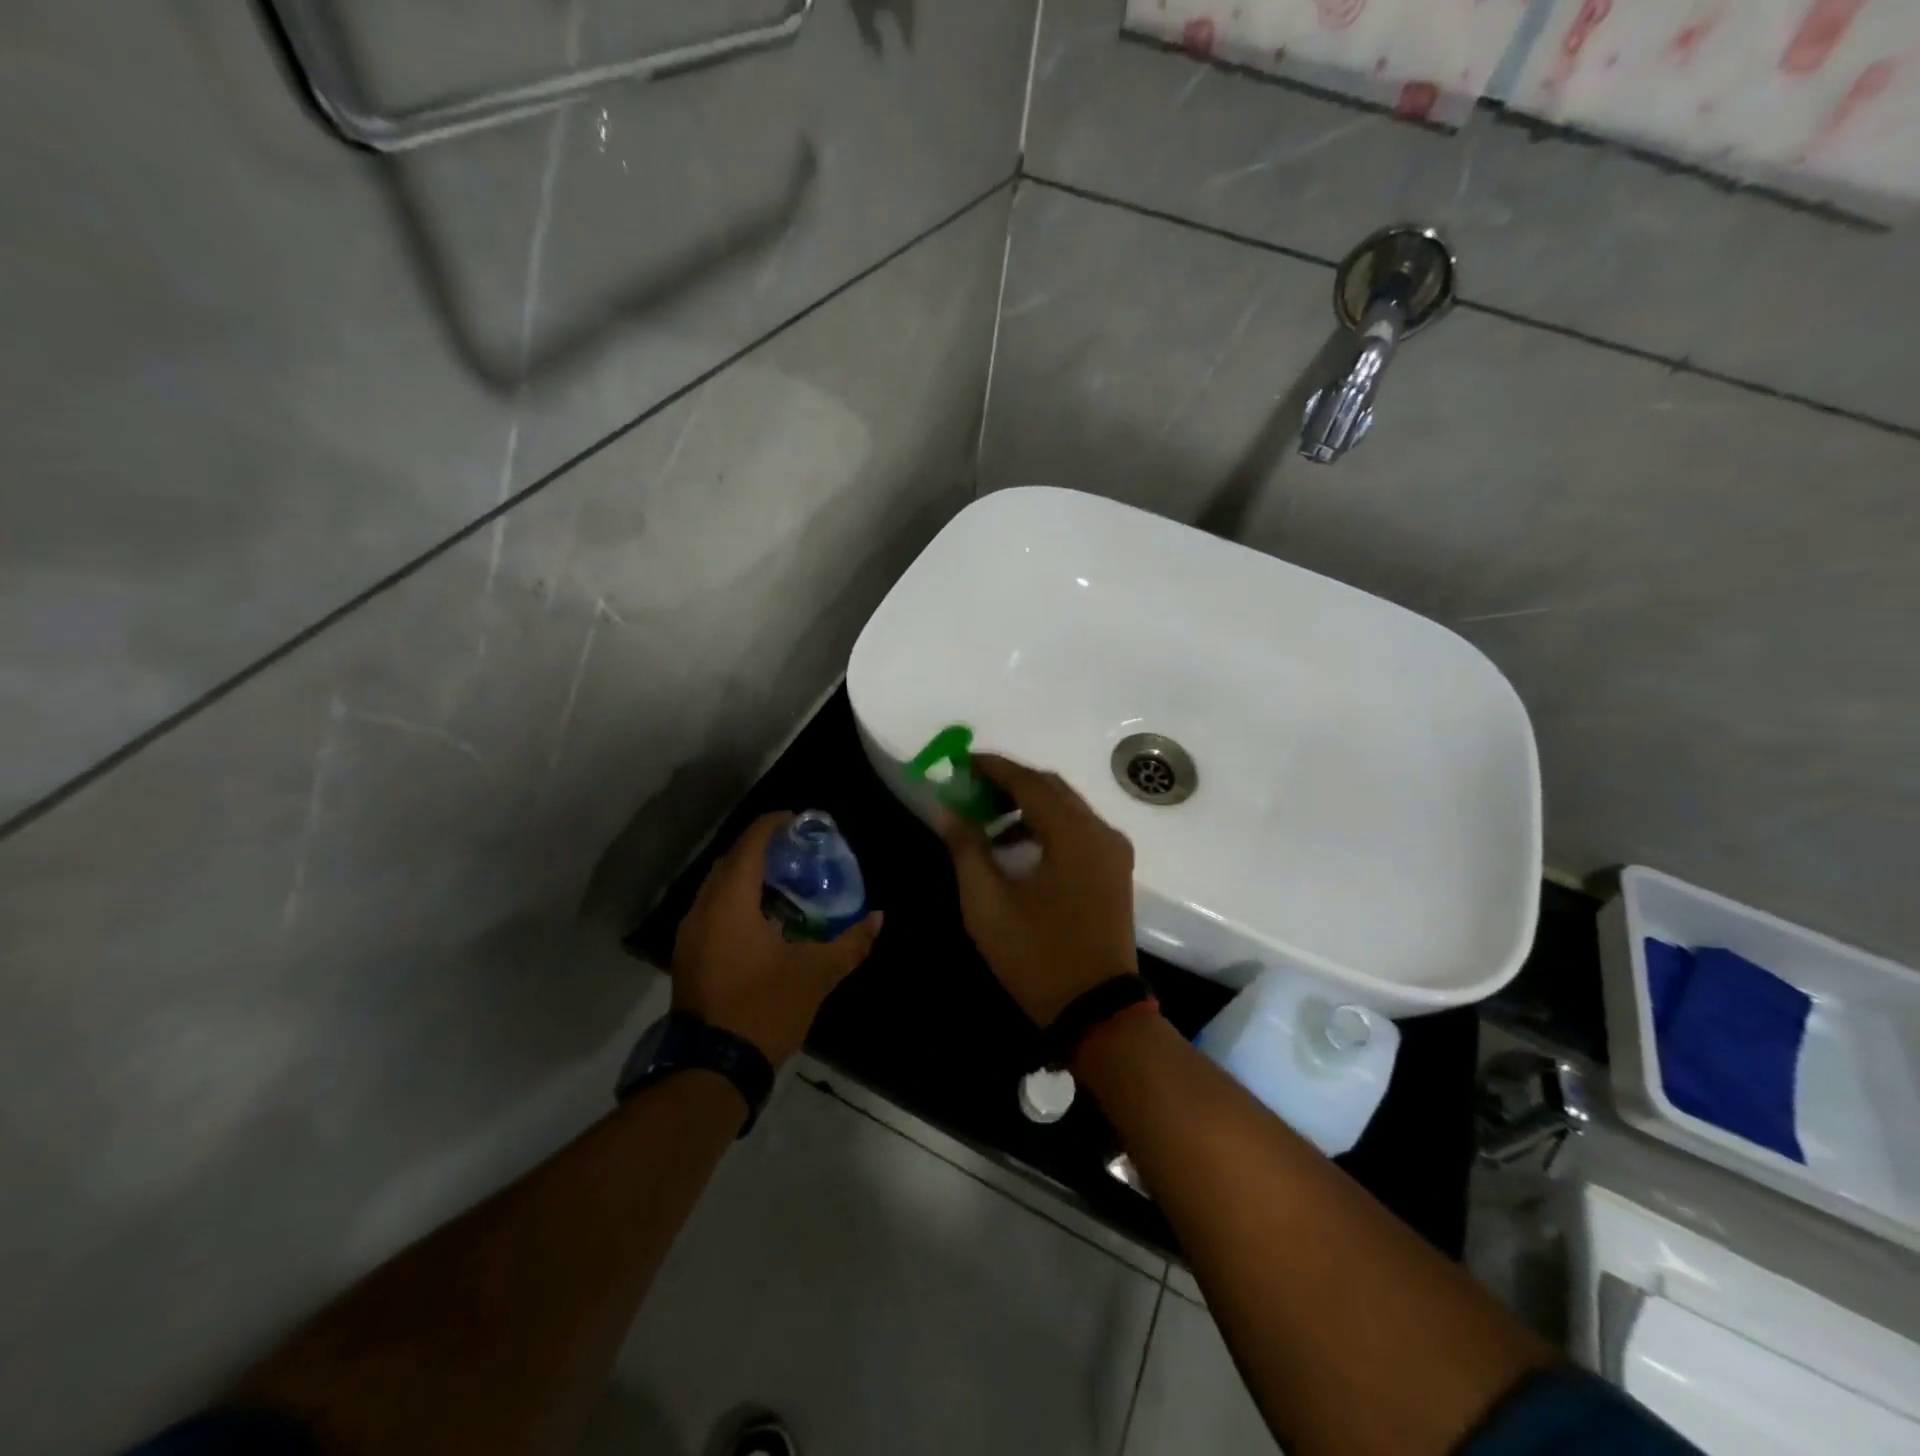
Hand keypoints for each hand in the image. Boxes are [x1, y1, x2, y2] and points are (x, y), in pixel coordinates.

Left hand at [670, 812, 882, 1064]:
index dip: (773, 825)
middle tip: (799, 849)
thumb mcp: (815, 975)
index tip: (800, 819)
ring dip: (748, 874)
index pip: (750, 845)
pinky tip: (764, 915)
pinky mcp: (689, 954)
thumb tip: (878, 918)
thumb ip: (850, 943)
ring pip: (719, 885)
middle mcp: (703, 909)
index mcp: (730, 903)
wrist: (711, 1070)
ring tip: (786, 878)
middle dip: (763, 847)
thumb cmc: (763, 1010)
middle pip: (731, 860)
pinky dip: (737, 898)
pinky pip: (713, 908)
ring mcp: (690, 933)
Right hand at [938, 755, 1137, 1026]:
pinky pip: (1078, 829)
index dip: (993, 767)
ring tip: (987, 819)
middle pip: (1051, 787)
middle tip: (971, 789)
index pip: (1029, 781)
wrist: (1097, 1011)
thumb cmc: (1037, 957)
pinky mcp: (1115, 870)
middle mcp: (1100, 832)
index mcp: (1073, 834)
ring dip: (1028, 804)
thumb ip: (966, 849)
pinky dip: (1047, 825)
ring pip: (1067, 807)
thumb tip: (947, 811)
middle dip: (1010, 782)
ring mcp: (1113, 851)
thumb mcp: (987, 905)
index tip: (961, 762)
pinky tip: (1017, 845)